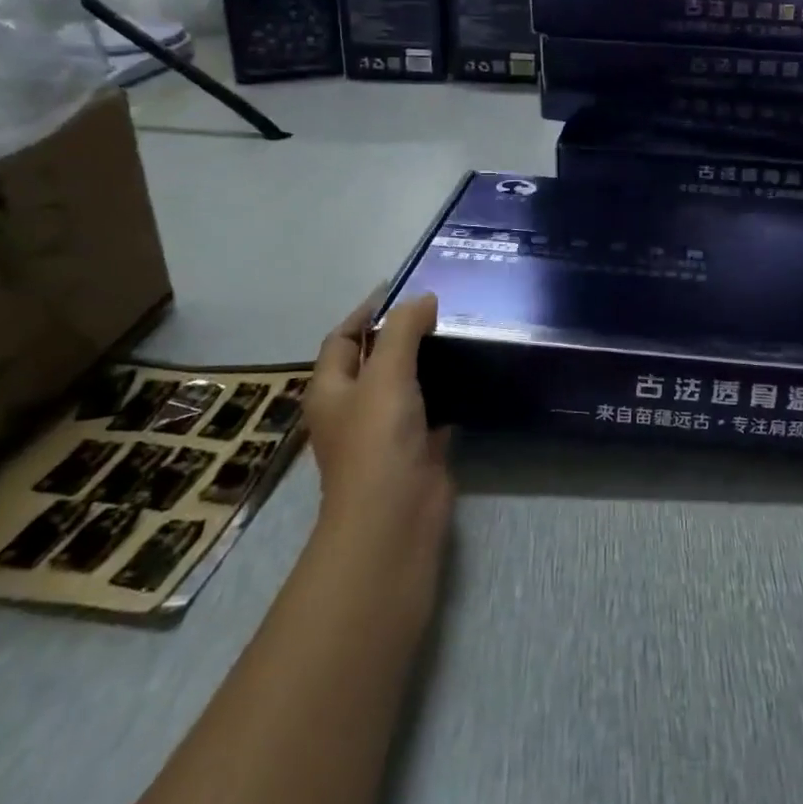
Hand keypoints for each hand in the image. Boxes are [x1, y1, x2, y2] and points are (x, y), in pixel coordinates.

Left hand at [301, 293, 453, 618]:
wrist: (396, 516)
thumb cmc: (378, 440)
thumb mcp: (386, 374)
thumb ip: (403, 331)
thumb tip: (423, 298)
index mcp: (331, 389)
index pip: (341, 337)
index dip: (366, 311)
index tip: (402, 287)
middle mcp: (354, 407)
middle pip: (374, 359)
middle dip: (402, 333)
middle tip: (440, 307)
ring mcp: (385, 429)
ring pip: (405, 383)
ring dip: (427, 360)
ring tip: (460, 332)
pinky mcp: (417, 446)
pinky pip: (432, 407)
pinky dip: (447, 390)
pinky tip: (471, 372)